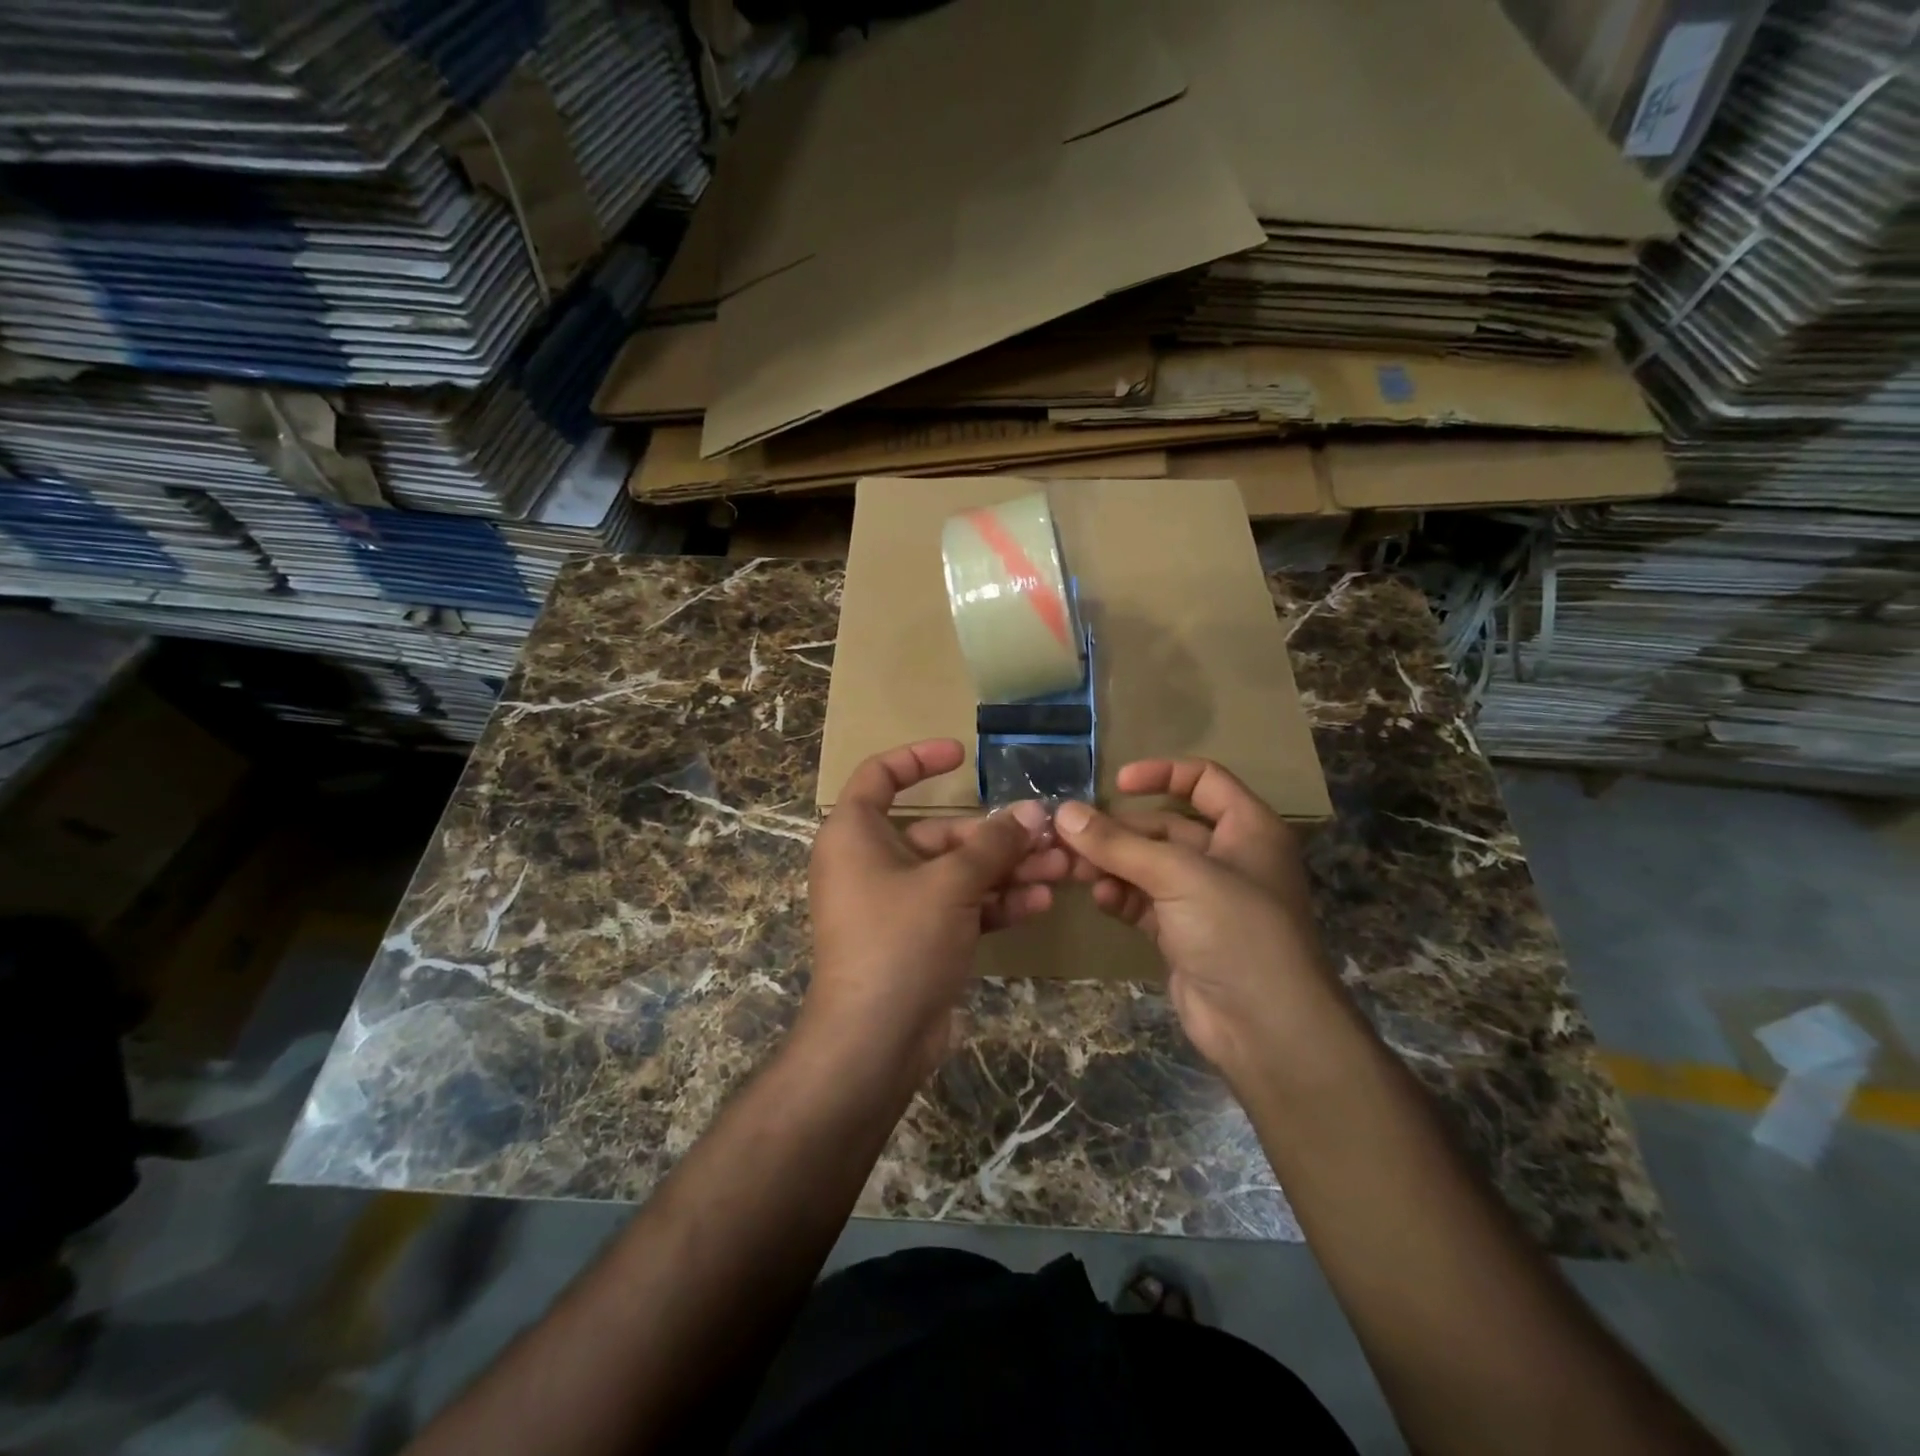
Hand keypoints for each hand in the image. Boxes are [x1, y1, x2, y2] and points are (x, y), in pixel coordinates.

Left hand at [802, 739, 1067, 1084]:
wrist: (874, 1041)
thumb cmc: (899, 941)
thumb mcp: (950, 884)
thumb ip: (993, 845)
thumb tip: (1033, 813)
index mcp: (855, 834)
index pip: (880, 776)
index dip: (919, 758)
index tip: (963, 754)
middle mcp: (873, 862)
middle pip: (939, 833)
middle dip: (996, 836)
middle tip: (1049, 834)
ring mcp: (897, 903)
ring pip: (957, 873)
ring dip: (1006, 871)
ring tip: (1061, 869)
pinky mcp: (919, 938)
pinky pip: (960, 907)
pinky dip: (995, 904)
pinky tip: (1040, 904)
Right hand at [1053, 759, 1342, 1082]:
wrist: (1265, 1029)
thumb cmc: (1236, 931)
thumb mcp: (1178, 876)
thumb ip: (1118, 844)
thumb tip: (1064, 812)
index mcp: (1248, 829)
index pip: (1205, 780)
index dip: (1162, 774)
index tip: (1116, 783)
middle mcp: (1228, 858)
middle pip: (1165, 826)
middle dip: (1119, 830)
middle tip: (1071, 834)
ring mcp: (1204, 899)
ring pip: (1148, 866)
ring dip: (1112, 864)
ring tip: (1072, 868)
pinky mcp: (1183, 934)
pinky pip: (1144, 902)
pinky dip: (1120, 896)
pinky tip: (1098, 898)